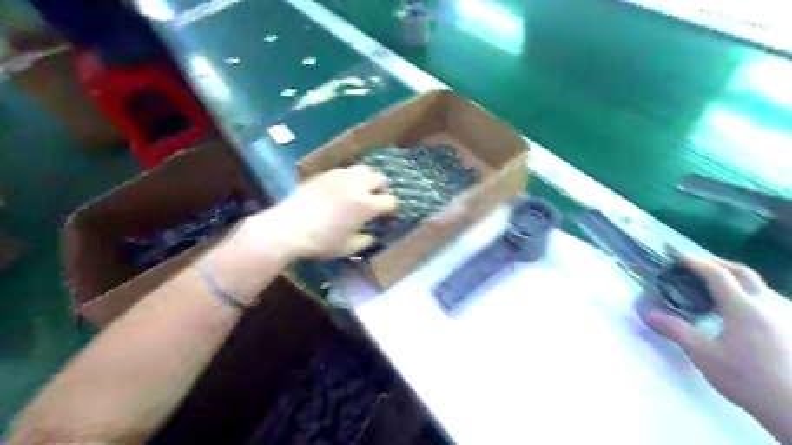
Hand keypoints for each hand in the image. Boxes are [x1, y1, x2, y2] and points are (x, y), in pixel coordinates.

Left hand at [236, 167, 393, 259]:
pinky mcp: (325, 174)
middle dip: (381, 189)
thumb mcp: (348, 248)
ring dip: (366, 180)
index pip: (390, 201)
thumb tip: (371, 235)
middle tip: (374, 200)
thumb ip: (365, 241)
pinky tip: (340, 190)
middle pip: (380, 178)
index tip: (385, 216)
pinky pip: (344, 171)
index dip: (391, 209)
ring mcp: (340, 176)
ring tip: (359, 191)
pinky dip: (349, 178)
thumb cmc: (322, 241)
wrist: (288, 228)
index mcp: (366, 204)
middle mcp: (357, 185)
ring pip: (363, 169)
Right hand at [646, 255, 790, 414]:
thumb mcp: (704, 355)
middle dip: (716, 263)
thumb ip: (676, 330)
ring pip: (758, 284)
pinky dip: (746, 290)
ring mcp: (785, 315)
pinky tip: (737, 304)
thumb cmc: (746, 380)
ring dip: (733, 276)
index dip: (696, 262)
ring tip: (712, 281)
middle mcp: (768, 305)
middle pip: (741, 272)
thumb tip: (648, 314)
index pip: (717, 275)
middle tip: (694, 263)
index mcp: (744, 308)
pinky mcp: (791, 326)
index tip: (677, 255)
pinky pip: (767, 296)